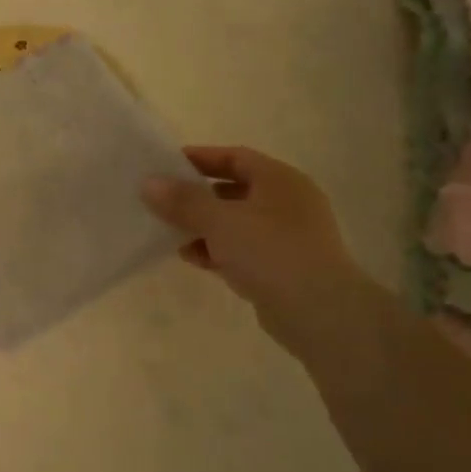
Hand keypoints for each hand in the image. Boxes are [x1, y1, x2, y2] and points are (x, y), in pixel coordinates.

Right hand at [143, 146, 372, 345]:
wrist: (321, 314)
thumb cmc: (271, 252)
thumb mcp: (220, 220)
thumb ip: (183, 201)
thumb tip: (149, 183)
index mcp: (280, 180)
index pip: (235, 157)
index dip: (200, 158)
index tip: (166, 165)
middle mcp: (288, 203)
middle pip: (234, 190)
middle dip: (197, 196)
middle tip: (163, 200)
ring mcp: (287, 238)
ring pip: (236, 223)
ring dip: (203, 226)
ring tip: (170, 232)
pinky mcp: (282, 269)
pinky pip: (242, 250)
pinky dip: (217, 250)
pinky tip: (191, 258)